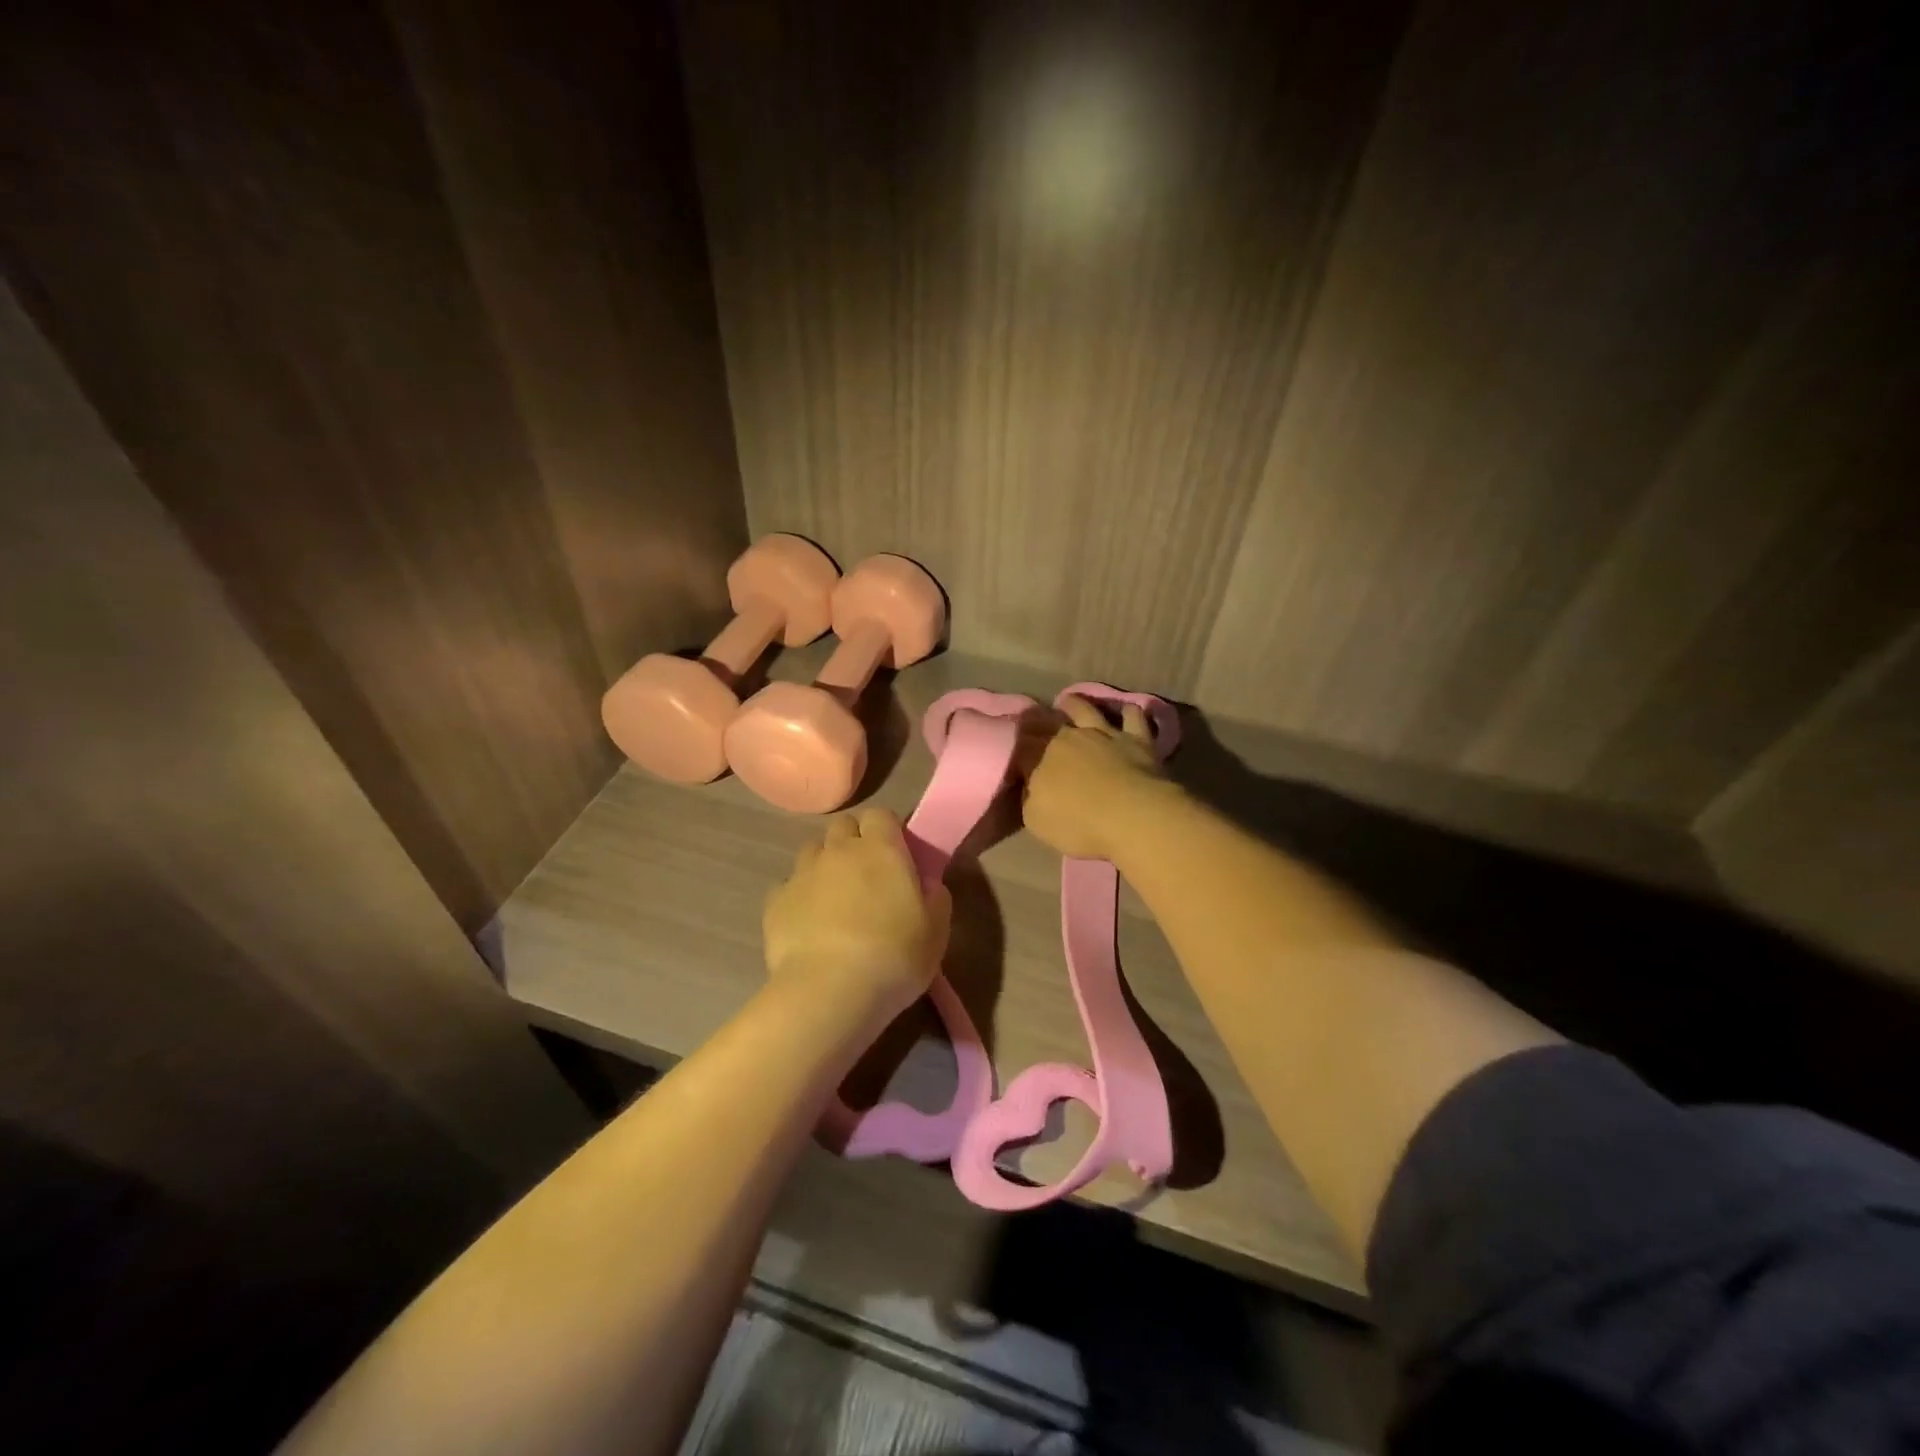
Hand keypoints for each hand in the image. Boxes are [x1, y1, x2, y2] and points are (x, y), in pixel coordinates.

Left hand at [763, 807, 950, 1018]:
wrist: (828, 991)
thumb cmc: (893, 957)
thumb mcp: (936, 932)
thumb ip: (935, 899)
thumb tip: (927, 883)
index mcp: (881, 849)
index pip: (881, 815)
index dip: (888, 830)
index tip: (897, 854)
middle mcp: (839, 850)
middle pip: (843, 826)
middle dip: (854, 841)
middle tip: (867, 875)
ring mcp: (802, 873)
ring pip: (812, 851)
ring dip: (824, 864)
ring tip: (834, 898)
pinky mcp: (775, 901)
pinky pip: (788, 886)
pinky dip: (798, 896)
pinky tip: (808, 922)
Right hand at [1017, 695, 1178, 860]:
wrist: (1132, 816)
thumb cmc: (1079, 824)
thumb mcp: (1037, 821)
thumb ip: (1029, 799)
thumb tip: (1030, 786)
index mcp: (1040, 757)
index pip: (1022, 745)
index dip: (1018, 744)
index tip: (1016, 747)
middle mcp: (1068, 737)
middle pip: (1049, 722)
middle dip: (1041, 720)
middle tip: (1036, 721)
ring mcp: (1104, 733)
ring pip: (1086, 709)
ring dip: (1075, 704)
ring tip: (1069, 702)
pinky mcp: (1136, 738)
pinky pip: (1132, 717)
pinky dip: (1128, 712)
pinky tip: (1126, 710)